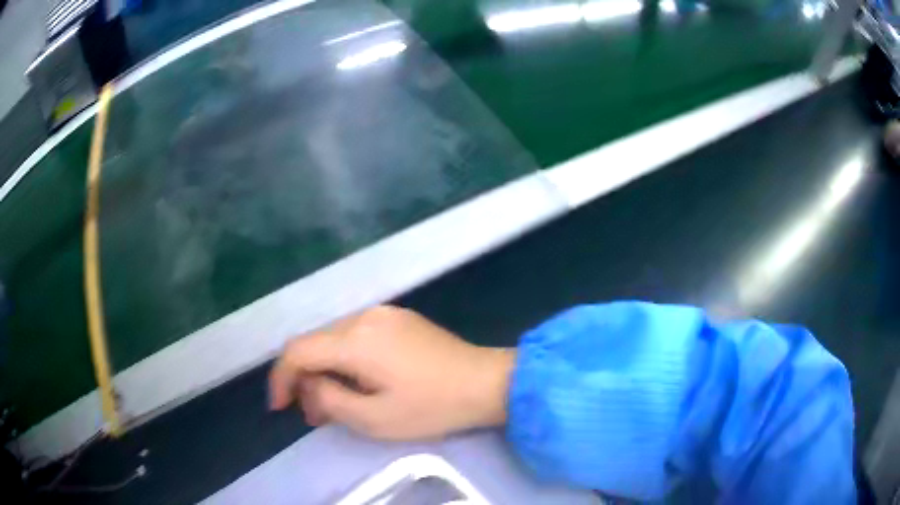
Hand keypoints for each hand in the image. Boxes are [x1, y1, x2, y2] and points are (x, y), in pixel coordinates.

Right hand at [269, 305, 515, 439]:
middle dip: (305, 378)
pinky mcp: (399, 318)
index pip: (297, 351)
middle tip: (312, 414)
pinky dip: (346, 359)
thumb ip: (329, 400)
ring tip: (333, 403)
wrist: (488, 383)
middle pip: (314, 343)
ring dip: (325, 369)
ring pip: (334, 339)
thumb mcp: (375, 418)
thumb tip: (309, 386)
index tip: (281, 407)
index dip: (281, 379)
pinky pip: (357, 336)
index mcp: (355, 340)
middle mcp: (364, 317)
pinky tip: (357, 381)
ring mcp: (384, 313)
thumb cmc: (432, 407)